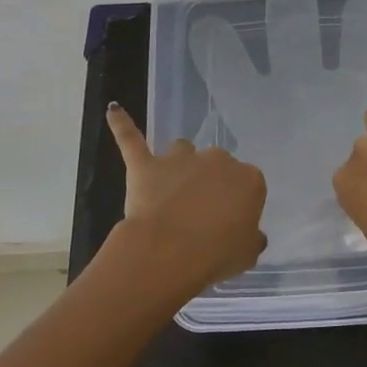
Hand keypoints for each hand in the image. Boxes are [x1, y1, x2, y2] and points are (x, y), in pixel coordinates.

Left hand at [106, 102, 266, 300]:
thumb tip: (252, 235)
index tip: (230, 222)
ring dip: (179, 164)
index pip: (248, 185)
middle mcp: (217, 160)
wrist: (170, 253)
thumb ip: (251, 238)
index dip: (237, 204)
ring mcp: (180, 159)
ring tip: (171, 188)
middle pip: (216, 165)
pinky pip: (131, 138)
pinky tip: (114, 110)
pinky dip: (122, 124)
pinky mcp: (146, 164)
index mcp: (248, 179)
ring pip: (183, 150)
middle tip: (201, 213)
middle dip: (210, 183)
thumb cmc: (216, 255)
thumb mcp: (247, 254)